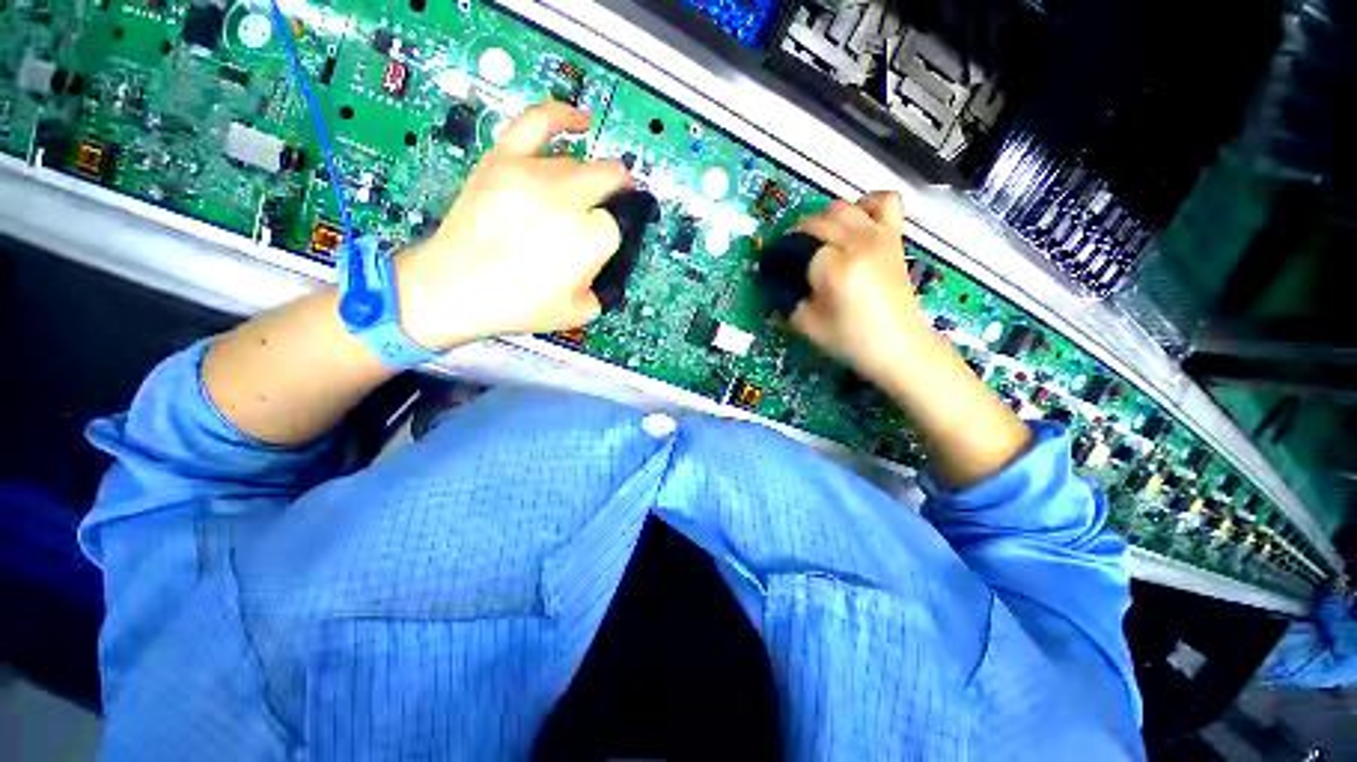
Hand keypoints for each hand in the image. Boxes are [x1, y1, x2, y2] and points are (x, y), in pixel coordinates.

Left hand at [395, 102, 631, 348]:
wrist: (454, 288)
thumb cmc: (518, 306)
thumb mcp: (581, 310)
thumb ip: (605, 286)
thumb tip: (607, 261)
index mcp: (590, 238)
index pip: (617, 224)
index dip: (610, 237)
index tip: (600, 246)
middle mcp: (568, 199)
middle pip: (609, 179)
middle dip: (615, 196)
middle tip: (609, 211)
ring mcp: (534, 173)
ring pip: (577, 162)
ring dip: (584, 181)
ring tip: (574, 199)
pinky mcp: (504, 159)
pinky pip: (539, 121)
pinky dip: (564, 116)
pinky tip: (580, 122)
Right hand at [789, 192, 928, 383]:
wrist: (898, 346)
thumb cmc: (850, 340)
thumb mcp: (807, 326)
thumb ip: (786, 302)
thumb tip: (774, 285)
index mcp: (834, 267)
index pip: (799, 247)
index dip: (784, 258)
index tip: (778, 270)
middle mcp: (857, 243)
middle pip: (817, 222)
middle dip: (798, 236)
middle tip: (792, 256)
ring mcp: (879, 236)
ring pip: (842, 207)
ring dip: (824, 219)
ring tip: (819, 240)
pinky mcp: (894, 237)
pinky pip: (885, 201)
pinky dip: (868, 203)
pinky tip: (857, 219)